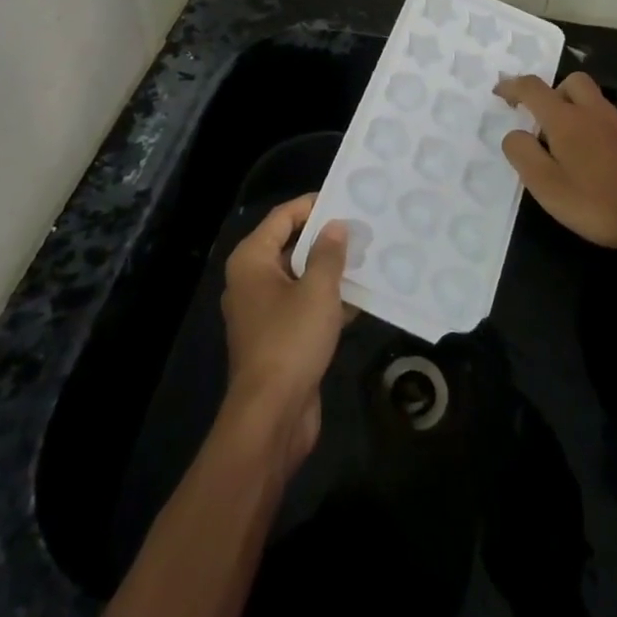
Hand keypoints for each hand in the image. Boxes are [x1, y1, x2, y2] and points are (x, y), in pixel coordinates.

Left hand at [220, 195, 349, 473]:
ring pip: (298, 278)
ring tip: (366, 259)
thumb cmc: (290, 340)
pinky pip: (302, 306)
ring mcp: (262, 312)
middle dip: (324, 239)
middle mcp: (251, 280)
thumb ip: (328, 253)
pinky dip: (325, 301)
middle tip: (361, 229)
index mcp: (251, 260)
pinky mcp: (276, 338)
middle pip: (289, 246)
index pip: (282, 217)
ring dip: (329, 271)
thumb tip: (335, 226)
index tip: (345, 201)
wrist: (271, 416)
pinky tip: (358, 300)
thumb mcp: (317, 290)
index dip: (312, 206)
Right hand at [496, 71, 616, 265]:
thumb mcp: (546, 185)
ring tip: (569, 147)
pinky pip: (611, 123)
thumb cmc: (597, 203)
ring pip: (595, 102)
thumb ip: (522, 153)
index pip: (533, 88)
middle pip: (572, 82)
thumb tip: (514, 134)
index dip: (512, 86)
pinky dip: (597, 130)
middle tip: (543, 120)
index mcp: (566, 119)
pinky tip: (598, 162)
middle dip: (553, 92)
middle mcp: (595, 112)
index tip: (499, 93)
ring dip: (577, 111)